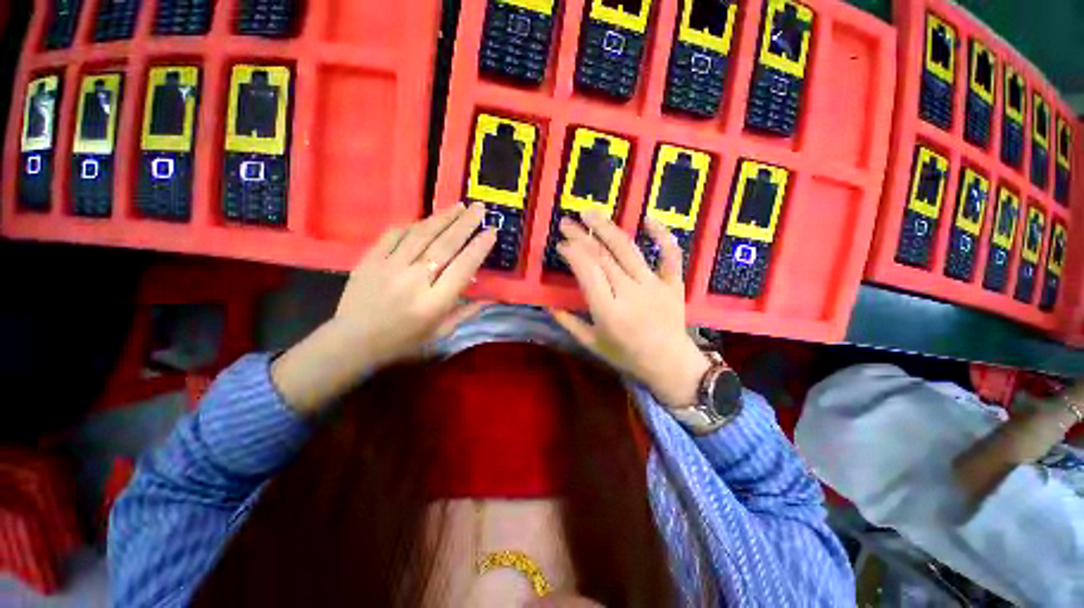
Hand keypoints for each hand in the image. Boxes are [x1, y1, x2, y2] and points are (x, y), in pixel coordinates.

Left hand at [331, 201, 496, 365]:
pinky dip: (413, 225)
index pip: (463, 267)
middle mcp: (414, 280)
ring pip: (421, 235)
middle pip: (444, 245)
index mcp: (434, 302)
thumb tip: (491, 298)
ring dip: (443, 218)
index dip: (479, 248)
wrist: (352, 342)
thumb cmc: (402, 341)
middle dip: (466, 224)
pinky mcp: (370, 259)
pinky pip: (394, 235)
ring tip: (459, 206)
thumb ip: (466, 313)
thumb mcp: (440, 333)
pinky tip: (426, 219)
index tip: (492, 232)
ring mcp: (389, 266)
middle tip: (480, 208)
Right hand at [550, 211, 710, 408]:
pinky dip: (661, 234)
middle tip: (566, 222)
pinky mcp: (673, 282)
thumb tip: (547, 304)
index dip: (573, 253)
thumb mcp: (592, 344)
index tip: (560, 244)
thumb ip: (569, 323)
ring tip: (590, 214)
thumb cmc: (627, 356)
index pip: (587, 272)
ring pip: (628, 250)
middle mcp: (630, 293)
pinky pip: (670, 254)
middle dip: (581, 236)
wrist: (669, 364)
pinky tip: (647, 218)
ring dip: (607, 228)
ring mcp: (654, 285)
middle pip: (603, 257)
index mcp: (608, 312)